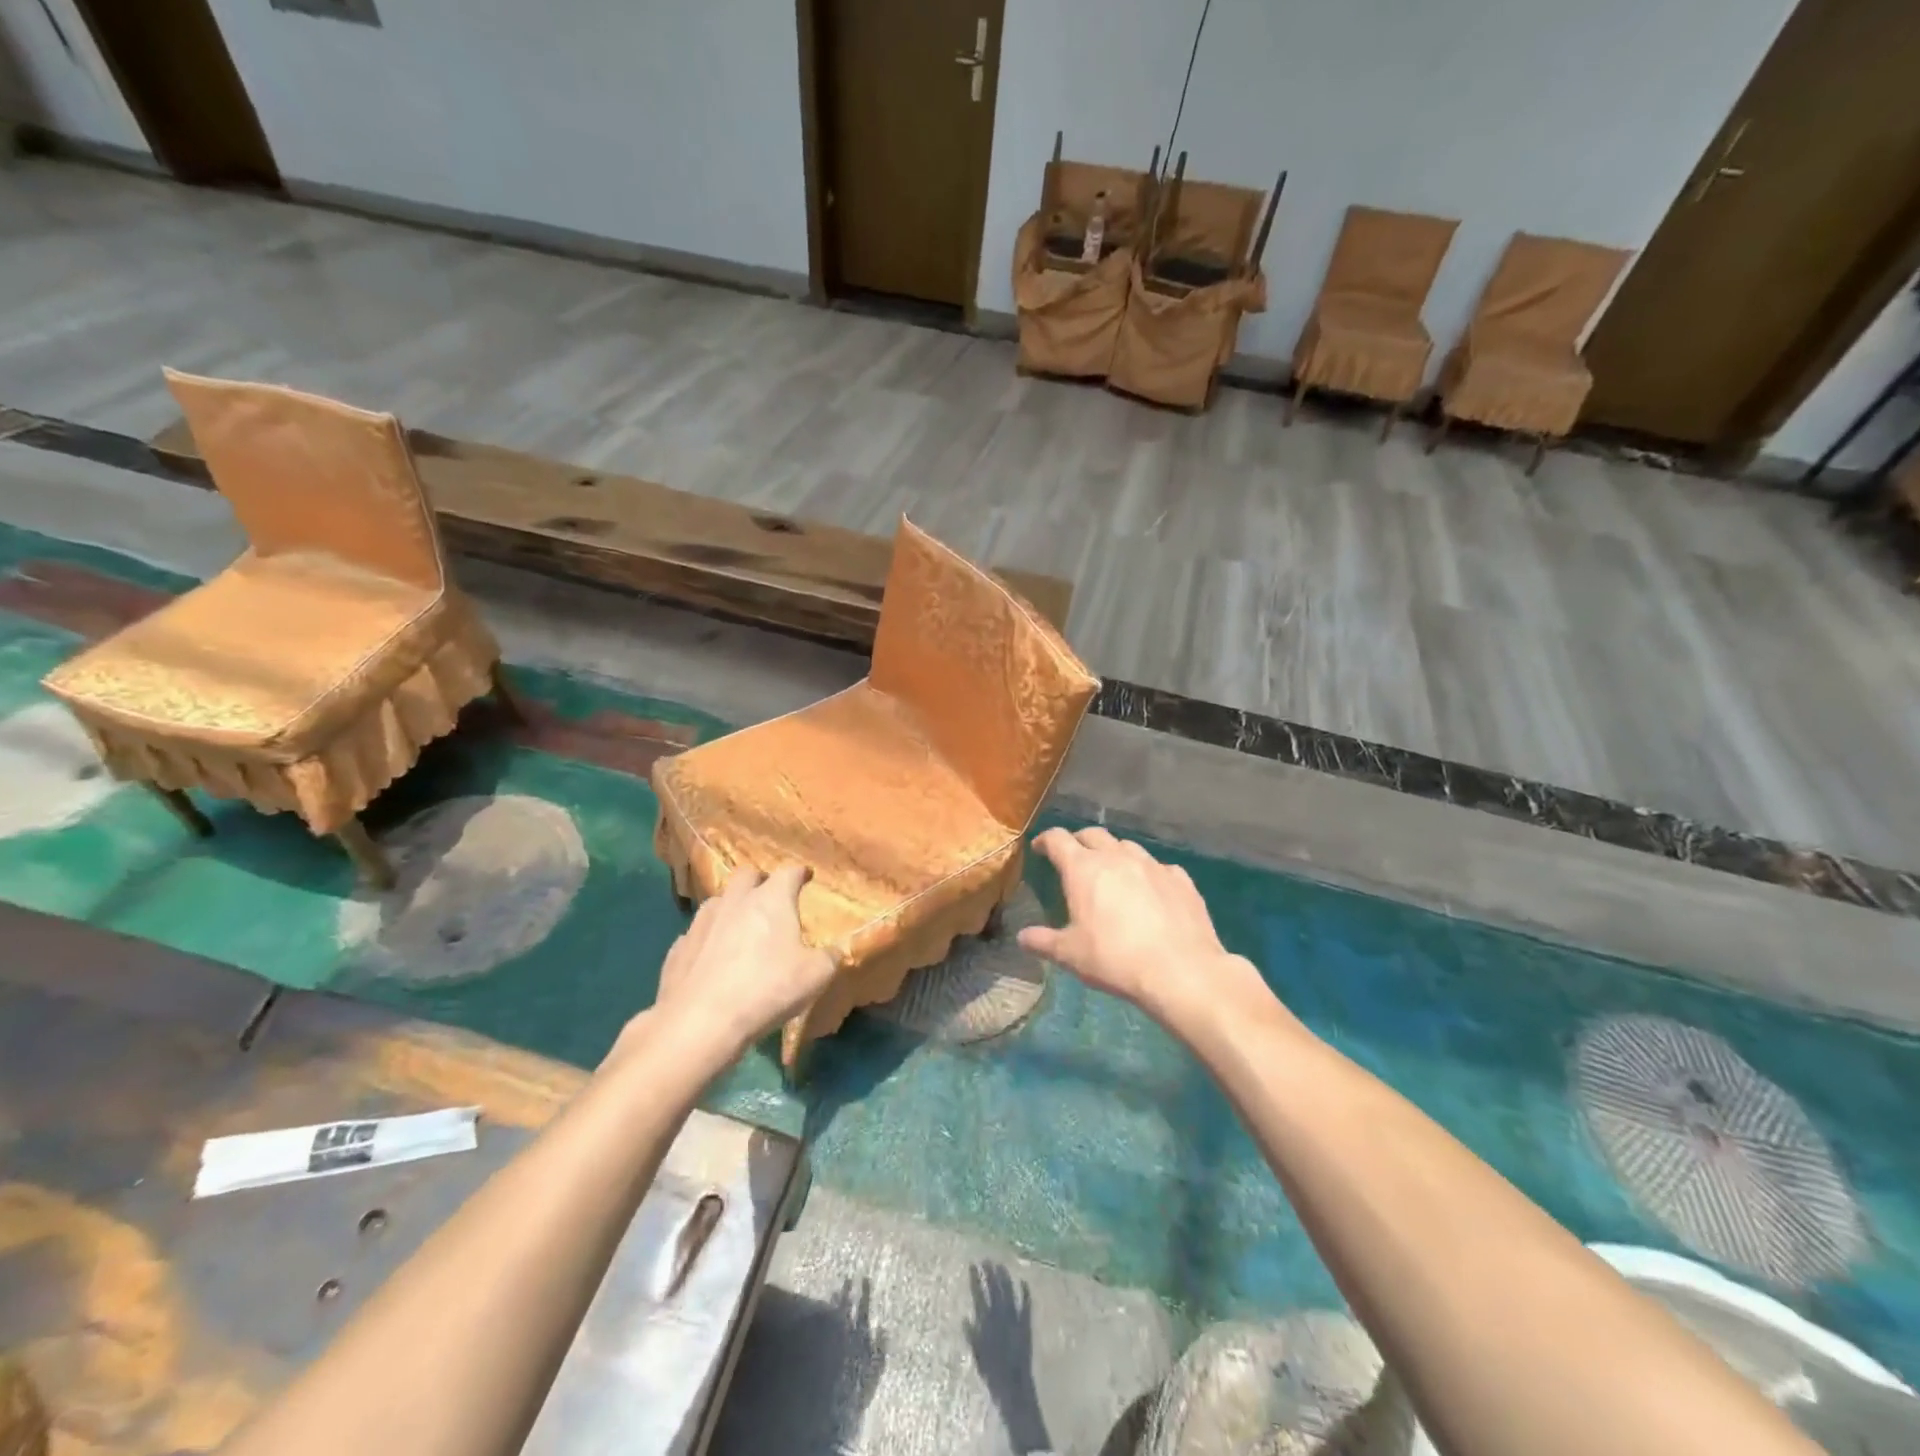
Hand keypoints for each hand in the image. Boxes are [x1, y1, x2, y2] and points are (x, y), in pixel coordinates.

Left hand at [645, 865, 837, 1062]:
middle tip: (770, 900)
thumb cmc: (768, 989)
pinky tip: (712, 961)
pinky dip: (707, 940)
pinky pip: (697, 935)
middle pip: (747, 875)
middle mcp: (734, 900)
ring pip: (718, 902)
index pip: (789, 872)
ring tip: (739, 930)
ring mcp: (701, 922)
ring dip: (731, 909)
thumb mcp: (816, 976)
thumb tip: (834, 951)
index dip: (800, 874)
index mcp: (771, 899)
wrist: (700, 1022)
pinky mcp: (678, 948)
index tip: (806, 878)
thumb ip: (829, 958)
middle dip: (760, 882)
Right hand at [1018, 827, 1272, 1035]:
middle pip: (1093, 834)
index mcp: (1084, 868)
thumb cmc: (1115, 959)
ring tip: (1112, 872)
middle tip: (1073, 858)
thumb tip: (1022, 937)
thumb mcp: (1070, 955)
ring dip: (1114, 853)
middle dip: (1079, 841)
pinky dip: (1147, 873)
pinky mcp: (1181, 879)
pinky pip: (1159, 867)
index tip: (1039, 848)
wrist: (1181, 971)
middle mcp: (1117, 857)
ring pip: (1127, 846)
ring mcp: (1152, 865)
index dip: (1045, 840)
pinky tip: (1150, 890)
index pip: (1058, 839)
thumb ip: (1043, 942)